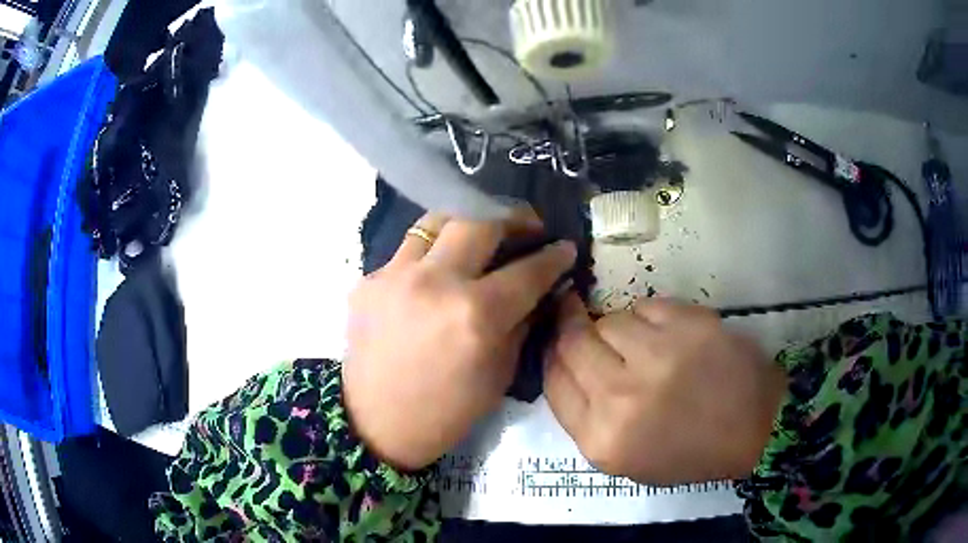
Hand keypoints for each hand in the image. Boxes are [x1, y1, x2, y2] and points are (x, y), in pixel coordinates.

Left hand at [343, 210, 576, 470]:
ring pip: (437, 221)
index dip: (554, 256)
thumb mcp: (499, 374)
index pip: (528, 270)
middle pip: (480, 221)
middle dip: (513, 218)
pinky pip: (408, 250)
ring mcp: (395, 275)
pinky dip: (431, 254)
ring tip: (479, 238)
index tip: (565, 247)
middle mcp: (435, 282)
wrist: (376, 424)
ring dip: (467, 225)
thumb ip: (522, 322)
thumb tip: (541, 290)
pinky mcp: (368, 279)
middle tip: (526, 227)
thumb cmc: (446, 411)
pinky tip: (436, 274)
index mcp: (475, 315)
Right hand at [544, 295, 786, 485]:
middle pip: (573, 342)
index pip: (554, 382)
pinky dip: (648, 316)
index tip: (557, 344)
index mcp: (602, 439)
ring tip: (639, 342)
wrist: (753, 428)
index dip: (552, 356)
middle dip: (570, 327)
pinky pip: (646, 305)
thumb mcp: (626, 459)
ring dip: (615, 327)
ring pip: (609, 319)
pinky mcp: (688, 324)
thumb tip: (565, 365)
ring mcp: (657, 355)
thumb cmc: (689, 452)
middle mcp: (621, 397)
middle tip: (574, 315)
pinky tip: (667, 334)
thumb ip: (586, 418)